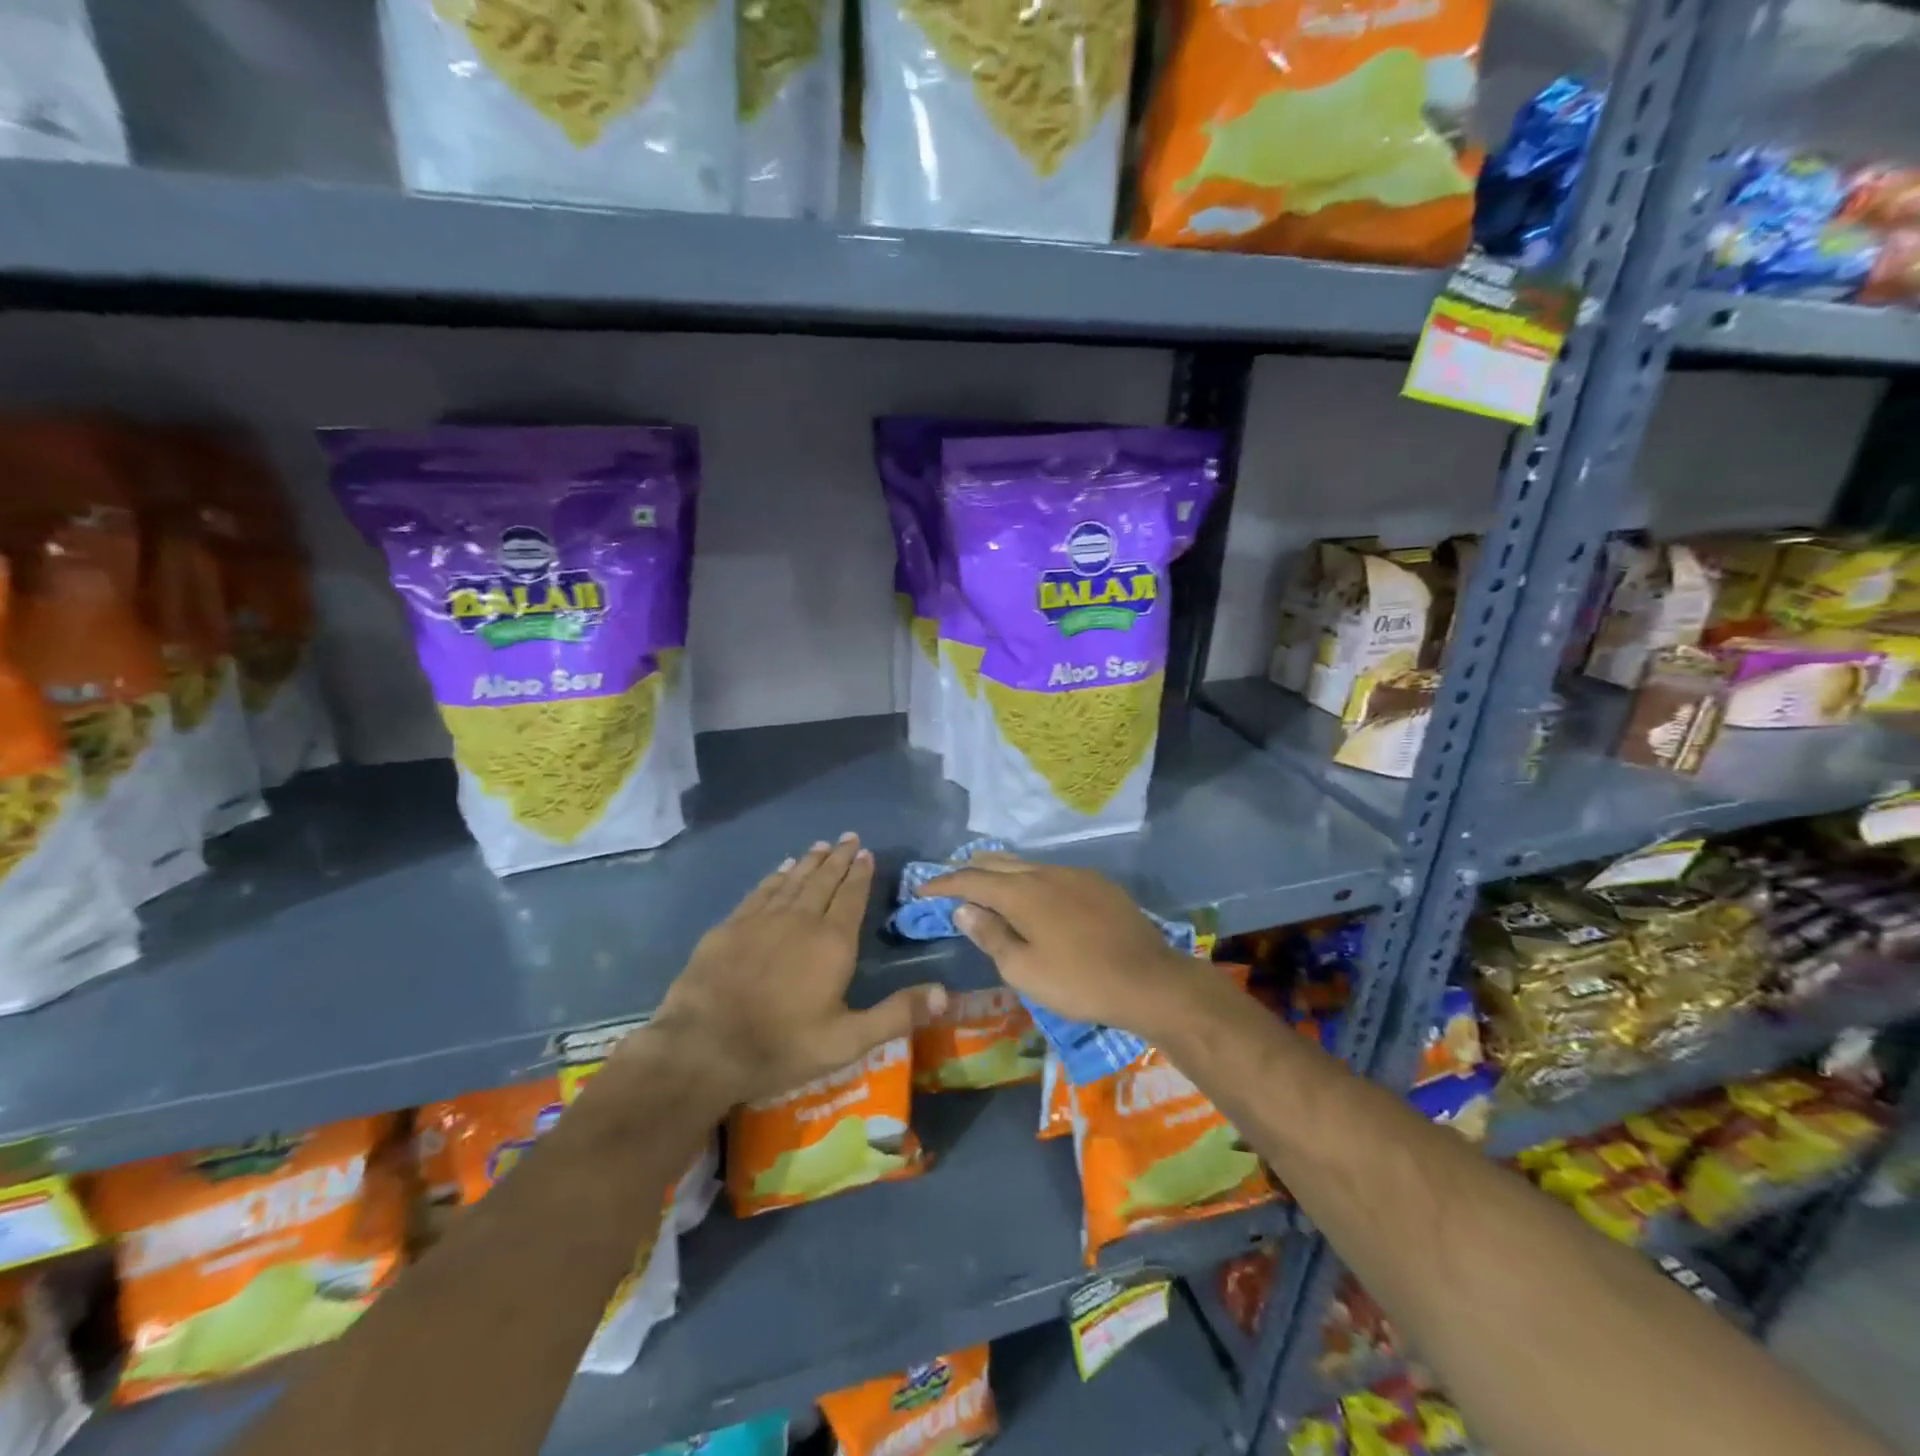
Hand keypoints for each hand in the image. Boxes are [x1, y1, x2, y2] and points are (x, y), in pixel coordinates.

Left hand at [651, 834, 946, 1105]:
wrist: (704, 1046)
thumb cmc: (782, 1046)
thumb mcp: (848, 1041)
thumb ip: (897, 1014)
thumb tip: (946, 993)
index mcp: (833, 942)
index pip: (852, 896)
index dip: (861, 873)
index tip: (866, 852)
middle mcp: (801, 919)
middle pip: (824, 880)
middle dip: (839, 858)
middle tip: (848, 837)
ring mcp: (762, 919)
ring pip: (793, 880)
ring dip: (810, 862)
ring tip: (821, 846)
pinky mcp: (731, 926)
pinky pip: (761, 891)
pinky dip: (775, 877)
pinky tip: (781, 869)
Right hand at [918, 854, 1203, 1039]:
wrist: (1148, 980)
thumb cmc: (1079, 981)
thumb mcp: (1024, 970)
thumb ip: (990, 935)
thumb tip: (964, 909)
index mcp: (1021, 892)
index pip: (971, 880)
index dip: (943, 883)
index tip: (921, 889)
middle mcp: (1045, 872)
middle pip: (998, 862)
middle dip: (969, 869)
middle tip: (949, 881)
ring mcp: (1074, 874)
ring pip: (1026, 864)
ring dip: (1001, 872)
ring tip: (986, 884)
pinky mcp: (1098, 883)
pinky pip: (1051, 872)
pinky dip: (1029, 878)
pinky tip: (1033, 895)